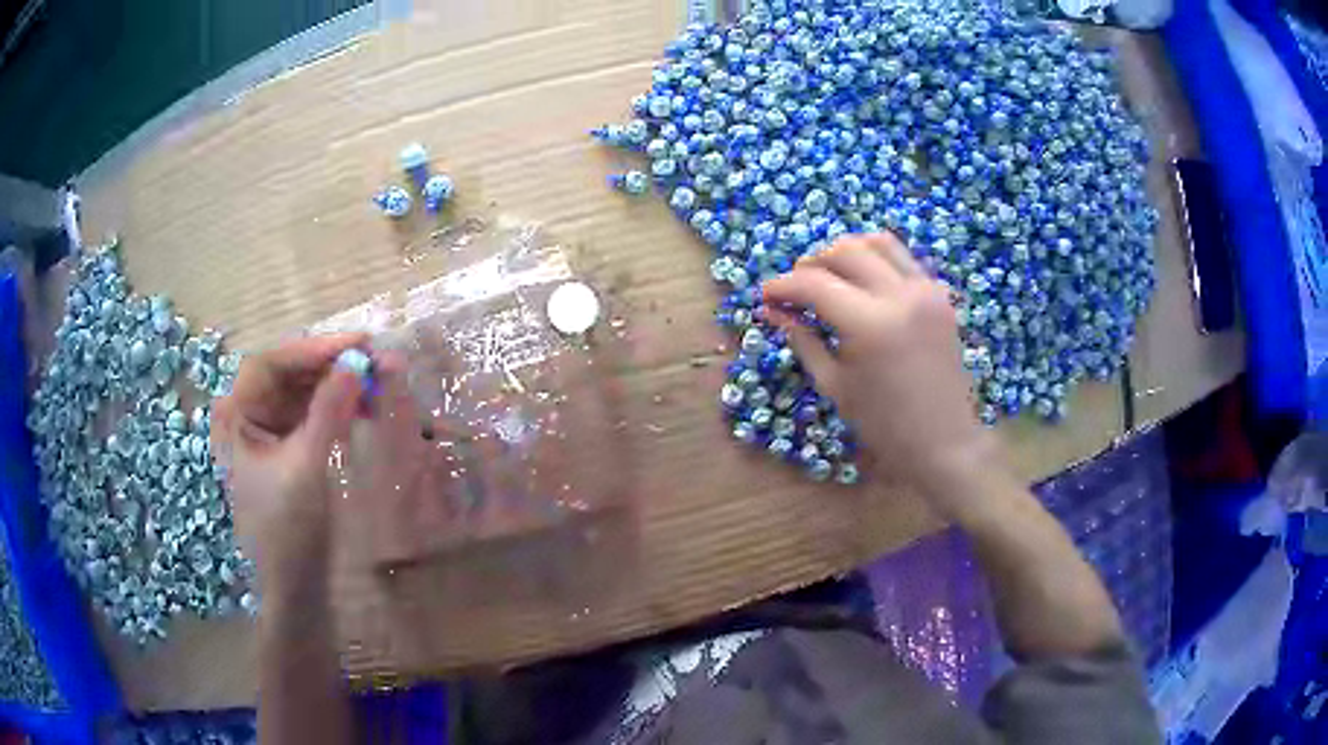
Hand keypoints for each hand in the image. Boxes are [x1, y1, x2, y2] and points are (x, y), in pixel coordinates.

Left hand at [211, 334, 365, 590]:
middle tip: (377, 358)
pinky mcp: (290, 444)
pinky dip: (339, 404)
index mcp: (236, 415)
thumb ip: (328, 412)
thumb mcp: (306, 468)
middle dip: (332, 364)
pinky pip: (314, 411)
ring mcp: (269, 429)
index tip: (358, 344)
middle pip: (290, 372)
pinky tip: (365, 403)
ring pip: (305, 389)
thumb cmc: (287, 530)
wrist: (294, 585)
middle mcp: (248, 414)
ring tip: (380, 378)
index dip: (313, 348)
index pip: (271, 363)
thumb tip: (358, 362)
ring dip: (340, 382)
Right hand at [762, 234, 1000, 516]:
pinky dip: (876, 261)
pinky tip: (863, 285)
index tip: (765, 295)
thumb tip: (771, 310)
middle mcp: (900, 295)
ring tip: (829, 277)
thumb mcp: (834, 384)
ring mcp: (926, 290)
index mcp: (869, 324)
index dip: (782, 286)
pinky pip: (902, 259)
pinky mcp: (939, 294)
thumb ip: (802, 339)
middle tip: (796, 289)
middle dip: (811, 263)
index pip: (814, 284)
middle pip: (844, 251)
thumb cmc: (883, 424)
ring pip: (876, 242)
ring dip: (845, 252)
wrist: (943, 441)